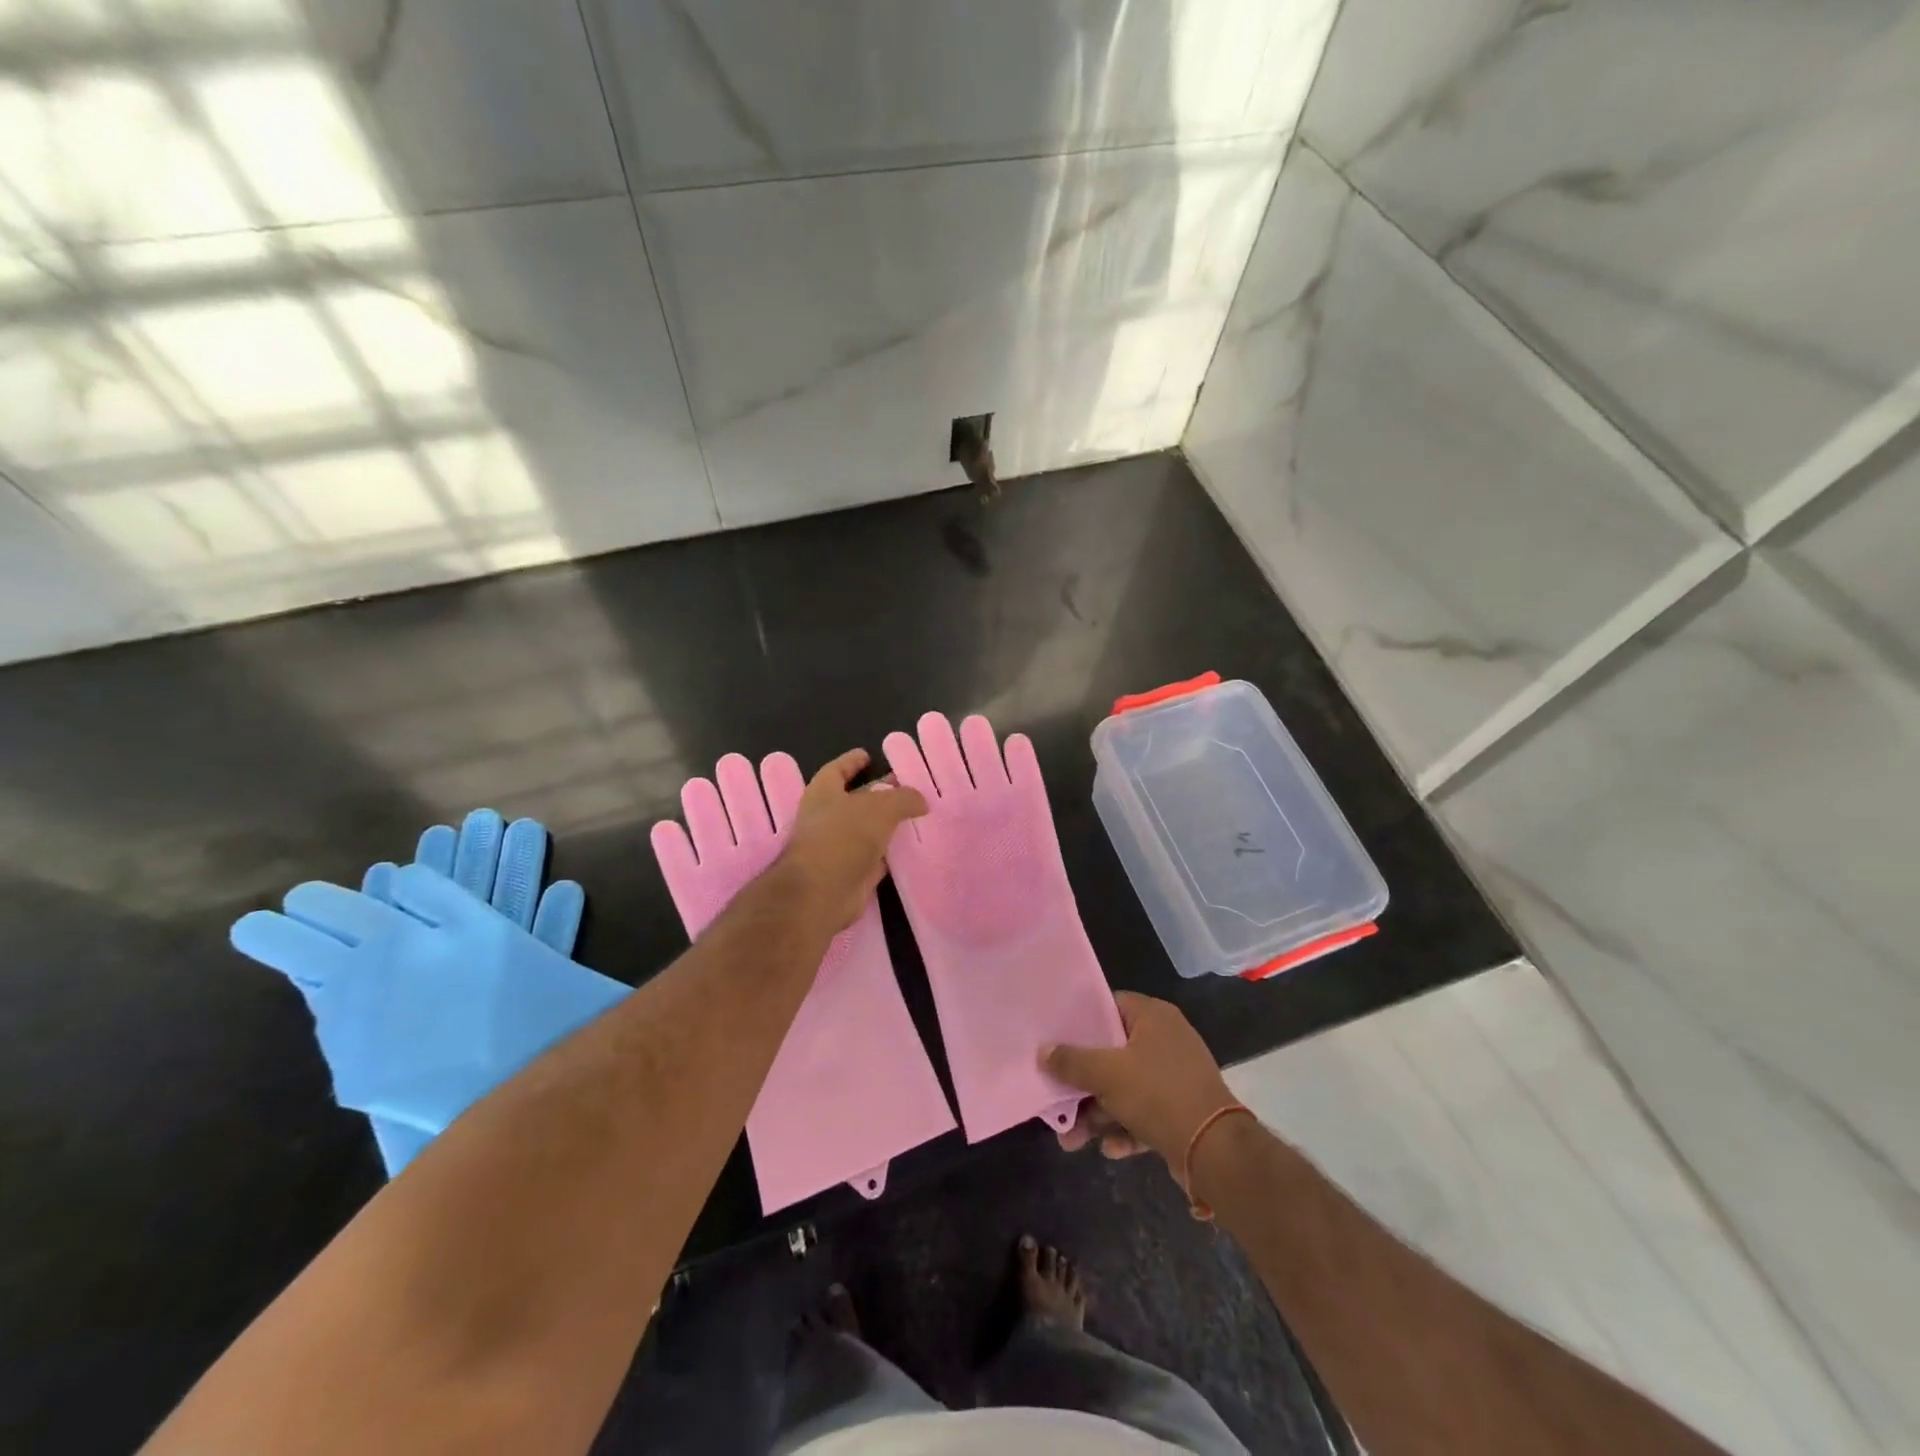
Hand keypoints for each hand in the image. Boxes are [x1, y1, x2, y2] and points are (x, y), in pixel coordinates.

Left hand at [778, 748, 927, 932]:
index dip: (852, 761)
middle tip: (907, 787)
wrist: (821, 892)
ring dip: (886, 824)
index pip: (837, 770)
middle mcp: (827, 818)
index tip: (869, 756)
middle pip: (856, 799)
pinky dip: (889, 853)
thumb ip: (903, 798)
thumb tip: (921, 801)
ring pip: (867, 830)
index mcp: (824, 793)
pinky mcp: (850, 873)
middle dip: (878, 793)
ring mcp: (837, 848)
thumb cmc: (843, 837)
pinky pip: (874, 857)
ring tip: (914, 816)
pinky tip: (909, 847)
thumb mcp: (880, 807)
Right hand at [1042, 992, 1235, 1169]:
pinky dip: (1124, 1128)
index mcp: (1153, 1016)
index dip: (1080, 1022)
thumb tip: (1043, 1051)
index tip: (1055, 1038)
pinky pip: (1143, 1112)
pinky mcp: (1181, 1109)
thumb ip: (1071, 1061)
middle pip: (1112, 1053)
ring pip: (1125, 1087)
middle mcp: (1166, 1040)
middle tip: (1058, 1101)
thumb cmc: (1158, 1094)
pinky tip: (1110, 1150)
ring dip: (1098, 1113)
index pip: (1108, 1006)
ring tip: (1072, 1141)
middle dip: (1083, 1083)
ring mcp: (1175, 1076)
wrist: (1215, 1151)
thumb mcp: (1106, 1074)